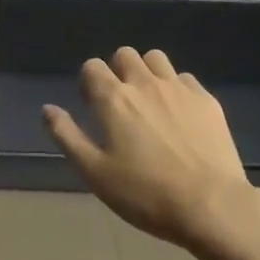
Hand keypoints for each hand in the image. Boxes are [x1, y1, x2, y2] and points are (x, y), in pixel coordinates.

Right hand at [44, 48, 259, 253]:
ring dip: (146, 72)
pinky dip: (175, 88)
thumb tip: (48, 109)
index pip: (92, 67)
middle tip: (120, 104)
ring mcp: (179, 88)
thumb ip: (67, 136)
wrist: (211, 205)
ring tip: (149, 102)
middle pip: (124, 54)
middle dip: (117, 71)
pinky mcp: (207, 100)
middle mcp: (145, 83)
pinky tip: (179, 115)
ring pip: (156, 58)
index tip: (92, 106)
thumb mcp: (95, 172)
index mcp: (113, 98)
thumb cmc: (145, 193)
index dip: (88, 82)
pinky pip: (185, 78)